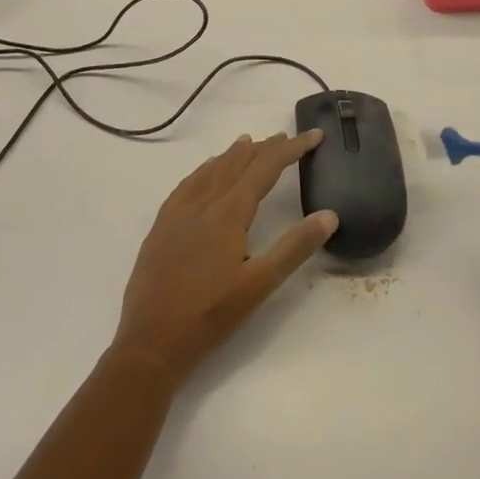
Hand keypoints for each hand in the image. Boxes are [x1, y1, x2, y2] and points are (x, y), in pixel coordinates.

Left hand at [113, 131, 335, 385]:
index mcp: (229, 212)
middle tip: (286, 138)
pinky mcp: (161, 226)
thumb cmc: (210, 315)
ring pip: (211, 170)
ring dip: (234, 155)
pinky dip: (204, 170)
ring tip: (249, 143)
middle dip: (264, 148)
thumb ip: (295, 247)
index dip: (292, 149)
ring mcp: (178, 213)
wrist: (150, 343)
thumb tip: (329, 215)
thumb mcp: (260, 284)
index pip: (266, 167)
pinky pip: (187, 184)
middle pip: (238, 163)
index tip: (314, 135)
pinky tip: (205, 173)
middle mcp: (203, 202)